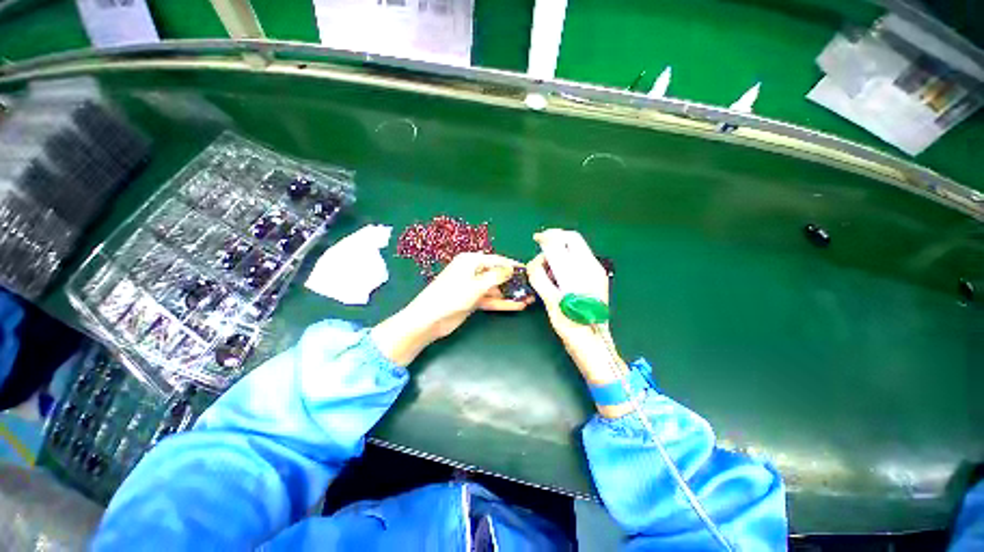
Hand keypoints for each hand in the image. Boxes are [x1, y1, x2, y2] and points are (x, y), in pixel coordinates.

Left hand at [372, 253, 533, 365]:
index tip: (528, 270)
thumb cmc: (452, 296)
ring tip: (529, 299)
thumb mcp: (476, 285)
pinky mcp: (472, 300)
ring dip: (510, 294)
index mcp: (470, 261)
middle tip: (531, 287)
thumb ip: (496, 276)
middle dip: (513, 282)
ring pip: (495, 289)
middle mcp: (472, 271)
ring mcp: (472, 287)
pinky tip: (517, 306)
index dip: (512, 265)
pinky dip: (502, 303)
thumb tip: (511, 269)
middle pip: (497, 274)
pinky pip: (490, 299)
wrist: (429, 319)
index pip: (496, 260)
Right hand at [527, 230, 627, 387]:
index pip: (570, 238)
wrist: (593, 346)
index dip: (552, 235)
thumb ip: (540, 278)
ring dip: (555, 258)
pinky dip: (561, 268)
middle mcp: (593, 268)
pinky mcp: (591, 284)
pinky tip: (553, 280)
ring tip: (544, 273)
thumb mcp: (553, 301)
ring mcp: (593, 276)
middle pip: (572, 244)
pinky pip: (573, 266)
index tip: (536, 240)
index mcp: (587, 269)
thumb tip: (533, 262)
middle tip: (539, 260)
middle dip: (552, 247)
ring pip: (571, 255)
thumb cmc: (573, 325)